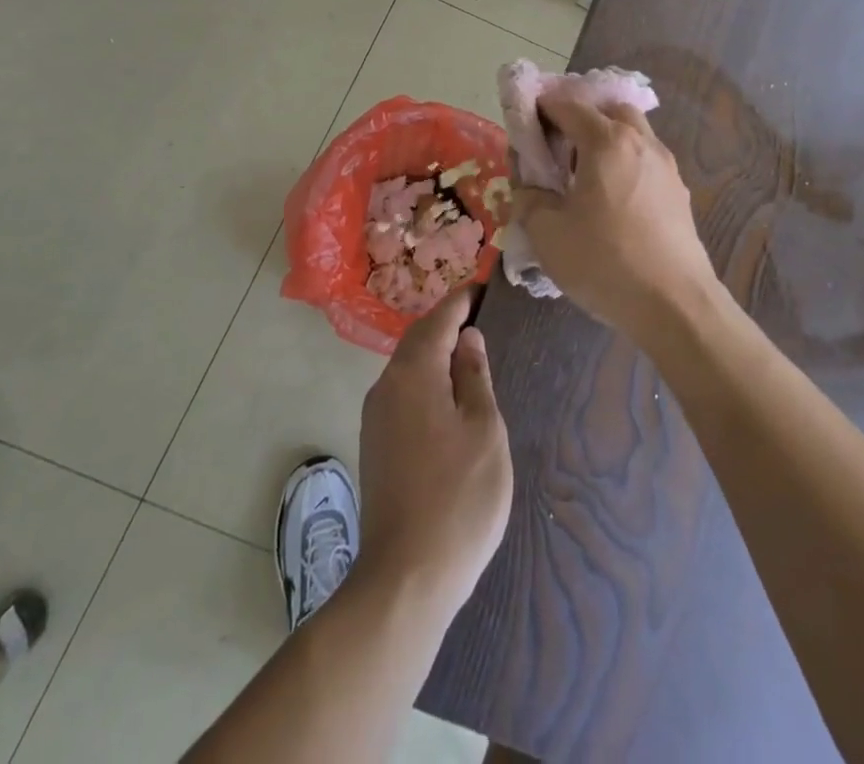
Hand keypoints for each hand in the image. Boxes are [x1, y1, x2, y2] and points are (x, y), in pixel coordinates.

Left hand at [357, 289, 511, 622]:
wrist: (405, 577)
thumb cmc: (458, 498)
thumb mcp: (484, 430)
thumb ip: (475, 377)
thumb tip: (468, 338)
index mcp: (414, 373)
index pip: (440, 318)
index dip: (464, 299)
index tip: (487, 285)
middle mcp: (387, 385)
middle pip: (420, 339)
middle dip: (449, 322)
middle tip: (484, 315)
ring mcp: (376, 416)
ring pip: (409, 366)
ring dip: (437, 352)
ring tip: (472, 350)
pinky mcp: (376, 443)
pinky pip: (404, 392)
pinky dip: (428, 380)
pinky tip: (450, 396)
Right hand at [512, 96, 718, 337]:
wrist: (675, 306)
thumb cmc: (605, 261)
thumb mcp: (547, 233)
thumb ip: (529, 199)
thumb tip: (529, 188)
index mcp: (607, 141)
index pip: (569, 105)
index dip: (542, 108)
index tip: (524, 123)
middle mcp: (642, 143)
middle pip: (609, 110)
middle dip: (580, 118)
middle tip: (557, 147)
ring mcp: (666, 167)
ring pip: (633, 134)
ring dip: (606, 141)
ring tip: (582, 176)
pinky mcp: (679, 194)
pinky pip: (645, 162)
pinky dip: (624, 165)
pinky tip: (611, 201)